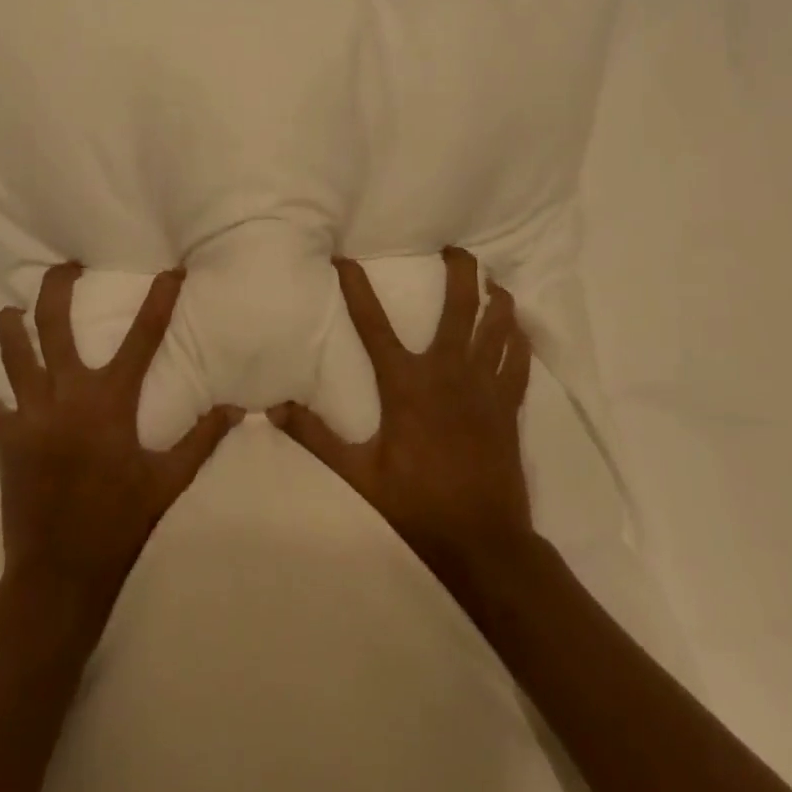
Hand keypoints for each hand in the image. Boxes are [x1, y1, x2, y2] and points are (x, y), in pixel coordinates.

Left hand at [0, 263, 241, 603]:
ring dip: (12, 328)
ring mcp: (30, 416)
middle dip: (56, 289)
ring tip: (12, 311)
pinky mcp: (5, 440)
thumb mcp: (169, 481)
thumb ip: (202, 439)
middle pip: (53, 326)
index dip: (159, 299)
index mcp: (110, 402)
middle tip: (64, 267)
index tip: (169, 271)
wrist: (60, 573)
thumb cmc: (120, 522)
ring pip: (13, 355)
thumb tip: (237, 408)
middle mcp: (66, 396)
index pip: (142, 337)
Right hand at [270, 246, 536, 588]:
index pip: (373, 323)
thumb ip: (315, 437)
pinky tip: (518, 328)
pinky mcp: (508, 406)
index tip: (346, 259)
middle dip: (461, 272)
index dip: (357, 288)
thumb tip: (273, 409)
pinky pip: (518, 361)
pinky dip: (518, 340)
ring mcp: (484, 387)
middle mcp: (448, 372)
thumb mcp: (357, 474)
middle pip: (460, 308)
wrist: (482, 541)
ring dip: (495, 299)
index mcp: (406, 384)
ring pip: (497, 327)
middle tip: (456, 250)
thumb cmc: (416, 503)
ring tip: (492, 281)